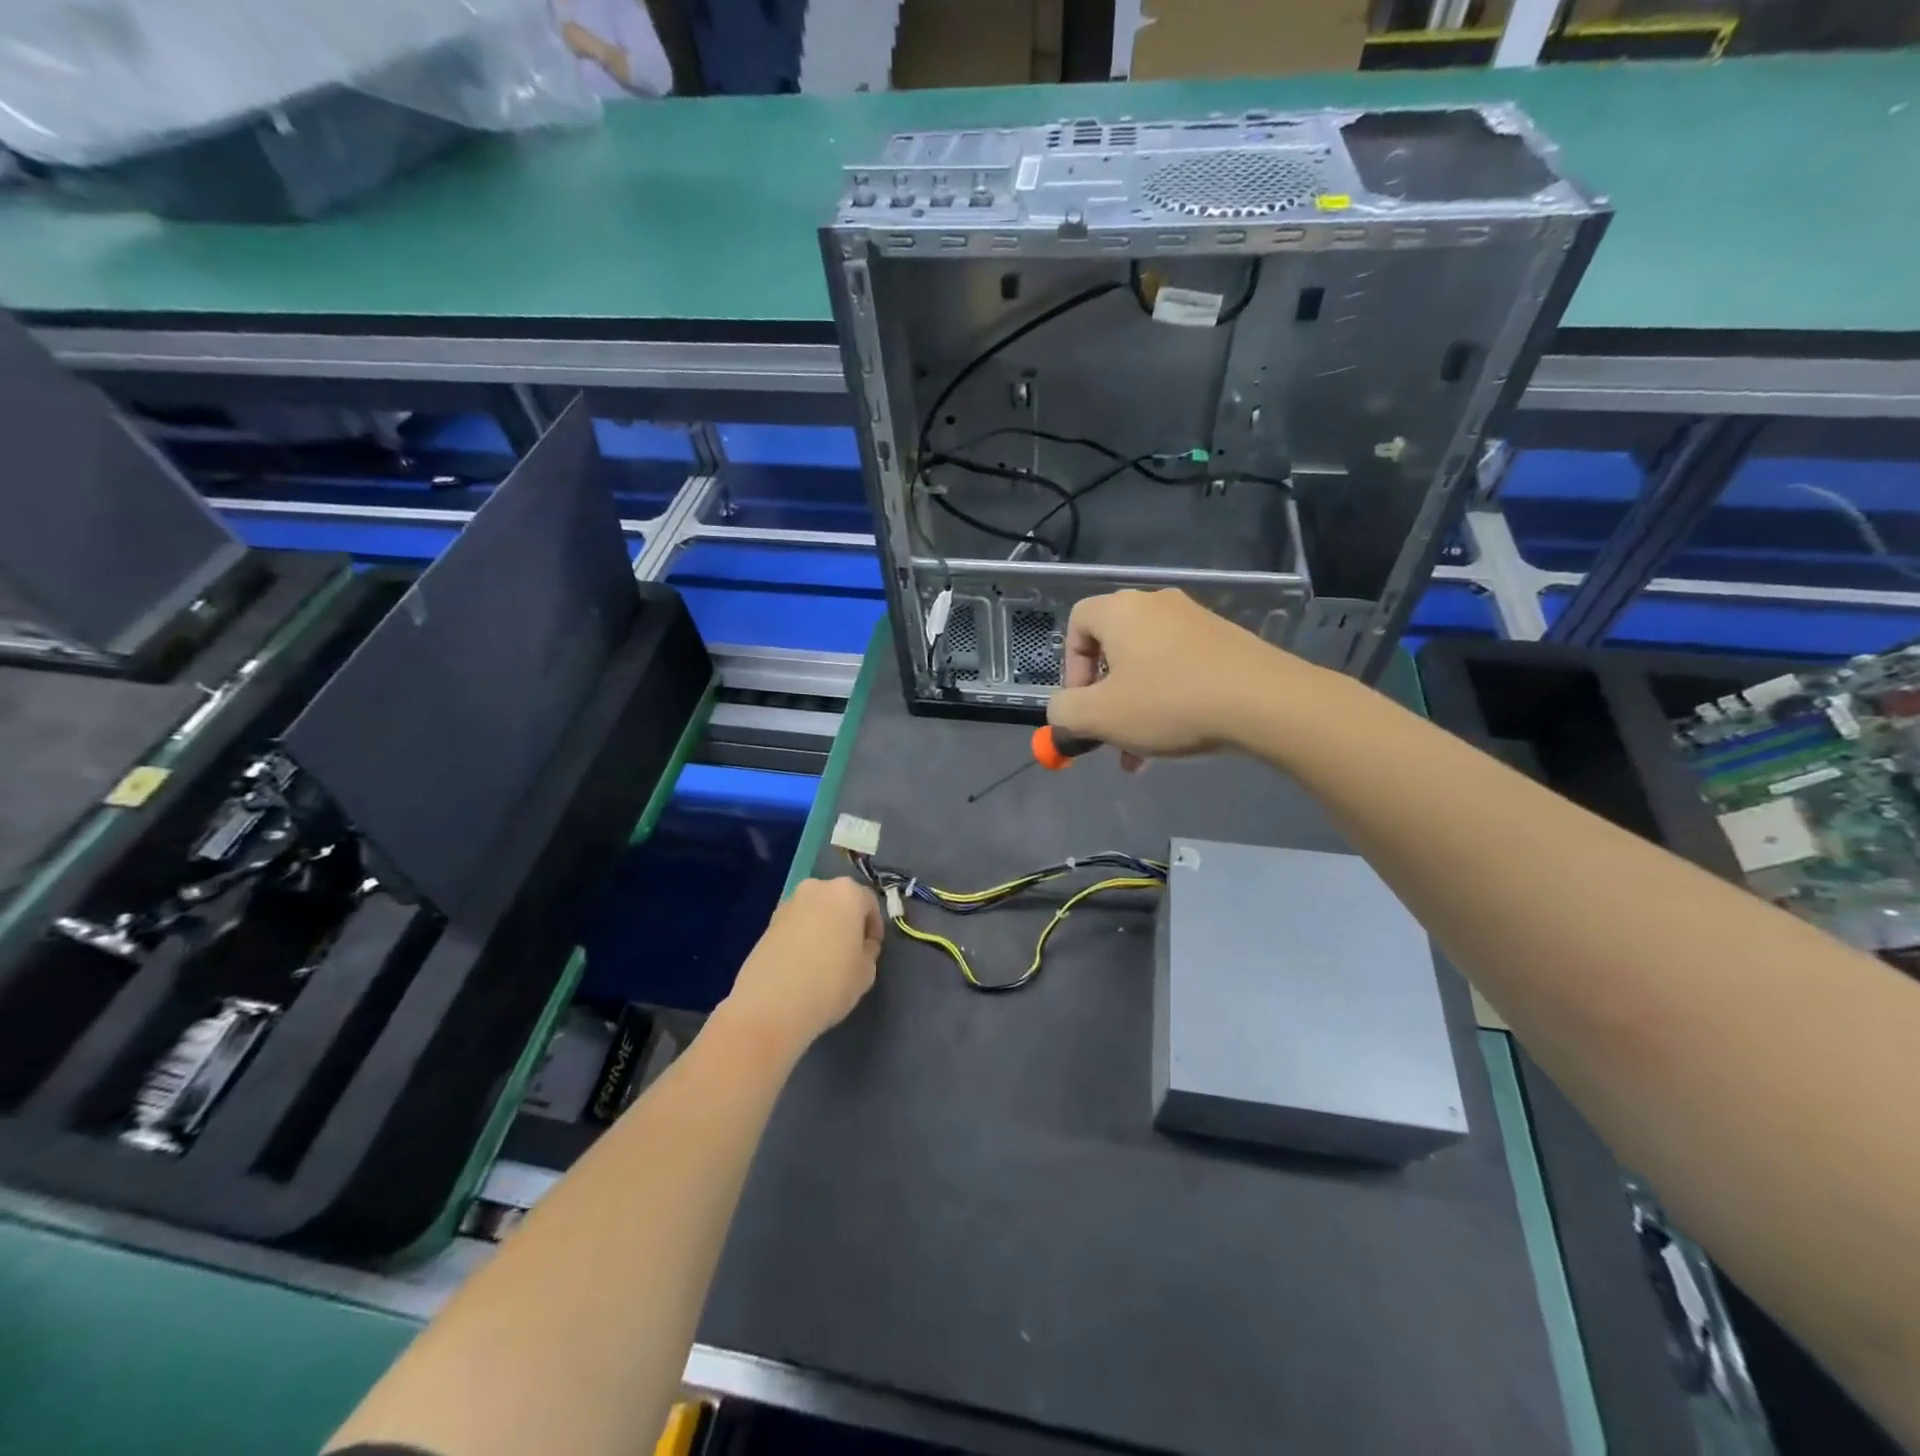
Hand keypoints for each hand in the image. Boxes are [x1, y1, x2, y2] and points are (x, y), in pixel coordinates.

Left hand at [720, 878, 882, 1057]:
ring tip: (824, 960)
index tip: (872, 949)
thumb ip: (869, 950)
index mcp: (847, 892)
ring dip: (823, 929)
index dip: (874, 927)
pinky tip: (802, 965)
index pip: (869, 903)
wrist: (770, 1005)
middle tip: (850, 951)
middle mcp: (816, 888)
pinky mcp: (767, 924)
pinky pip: (795, 926)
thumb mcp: (866, 971)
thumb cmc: (830, 983)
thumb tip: (860, 944)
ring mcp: (788, 904)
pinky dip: (802, 938)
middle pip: (839, 901)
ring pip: (815, 912)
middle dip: (847, 922)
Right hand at [1047, 589, 1304, 767]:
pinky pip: (1181, 669)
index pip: (1078, 622)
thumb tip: (1061, 713)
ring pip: (1148, 666)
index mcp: (1122, 611)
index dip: (1069, 666)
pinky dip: (1170, 700)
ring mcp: (1197, 621)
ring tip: (1142, 754)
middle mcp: (1157, 605)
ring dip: (1136, 708)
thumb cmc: (1170, 703)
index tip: (1081, 704)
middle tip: (1110, 735)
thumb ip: (1064, 713)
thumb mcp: (1100, 717)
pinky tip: (1179, 738)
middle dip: (1105, 698)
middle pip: (1114, 649)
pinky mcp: (1227, 642)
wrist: (1266, 702)